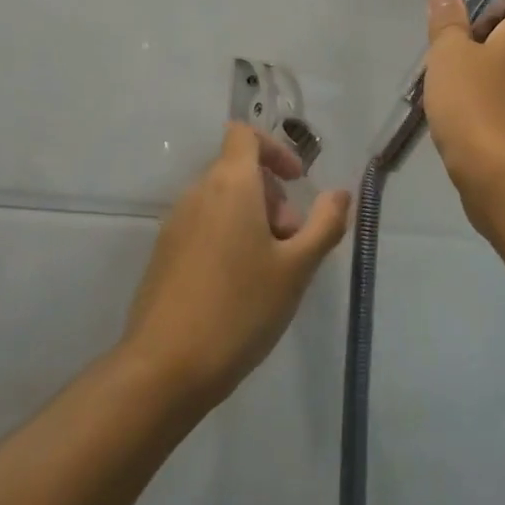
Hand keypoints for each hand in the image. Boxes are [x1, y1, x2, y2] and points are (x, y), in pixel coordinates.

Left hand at [124, 124, 349, 411]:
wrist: (165, 369)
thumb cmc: (240, 309)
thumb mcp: (296, 268)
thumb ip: (325, 224)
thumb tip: (340, 193)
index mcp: (229, 184)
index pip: (244, 134)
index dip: (275, 148)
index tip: (298, 182)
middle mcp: (197, 194)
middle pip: (238, 171)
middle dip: (273, 196)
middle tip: (292, 241)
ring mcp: (175, 225)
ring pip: (222, 201)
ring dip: (253, 220)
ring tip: (272, 270)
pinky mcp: (163, 255)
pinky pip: (204, 227)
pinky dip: (229, 237)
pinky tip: (241, 287)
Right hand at [423, 0, 504, 200]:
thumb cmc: (475, 104)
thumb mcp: (448, 54)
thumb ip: (447, 21)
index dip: (480, 21)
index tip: (456, 45)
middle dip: (482, 56)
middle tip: (449, 76)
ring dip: (490, 89)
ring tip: (456, 108)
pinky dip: (499, 117)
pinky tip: (474, 133)